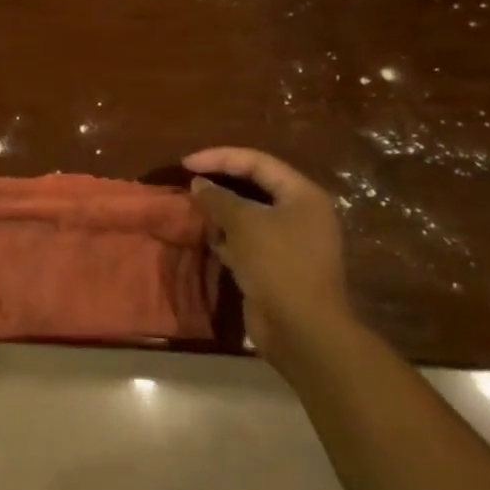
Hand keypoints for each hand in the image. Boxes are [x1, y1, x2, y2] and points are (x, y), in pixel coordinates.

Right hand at [183, 147, 351, 360]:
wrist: (302, 331)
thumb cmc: (277, 264)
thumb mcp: (243, 223)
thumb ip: (218, 198)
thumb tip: (199, 183)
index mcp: (302, 195)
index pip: (257, 162)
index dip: (220, 158)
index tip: (186, 163)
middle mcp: (300, 214)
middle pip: (254, 187)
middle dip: (220, 184)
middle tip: (190, 183)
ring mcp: (291, 242)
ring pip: (249, 215)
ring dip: (222, 213)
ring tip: (195, 212)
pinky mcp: (278, 267)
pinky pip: (248, 241)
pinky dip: (229, 238)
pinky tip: (210, 240)